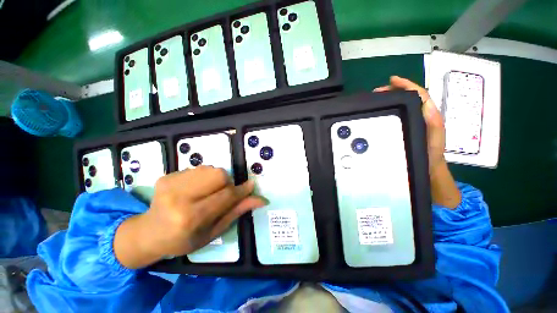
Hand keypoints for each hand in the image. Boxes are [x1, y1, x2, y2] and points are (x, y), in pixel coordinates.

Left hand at [114, 166, 264, 268]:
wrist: (148, 233)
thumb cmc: (184, 240)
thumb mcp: (213, 232)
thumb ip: (236, 212)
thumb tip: (261, 200)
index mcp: (190, 218)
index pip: (226, 196)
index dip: (242, 190)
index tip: (251, 186)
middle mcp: (179, 197)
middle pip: (219, 175)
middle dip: (227, 183)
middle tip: (221, 195)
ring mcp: (170, 183)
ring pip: (210, 169)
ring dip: (216, 180)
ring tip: (207, 193)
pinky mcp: (167, 176)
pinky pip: (198, 169)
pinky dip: (203, 178)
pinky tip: (194, 190)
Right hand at [373, 76, 444, 171]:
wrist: (427, 167)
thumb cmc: (431, 154)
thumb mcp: (434, 138)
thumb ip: (433, 122)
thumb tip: (425, 103)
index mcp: (428, 114)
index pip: (419, 94)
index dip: (406, 84)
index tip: (392, 80)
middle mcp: (421, 114)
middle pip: (409, 96)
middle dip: (394, 90)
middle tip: (378, 91)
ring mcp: (413, 120)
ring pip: (403, 104)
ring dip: (391, 98)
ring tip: (378, 99)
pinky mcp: (406, 127)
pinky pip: (399, 113)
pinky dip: (391, 109)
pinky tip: (383, 110)